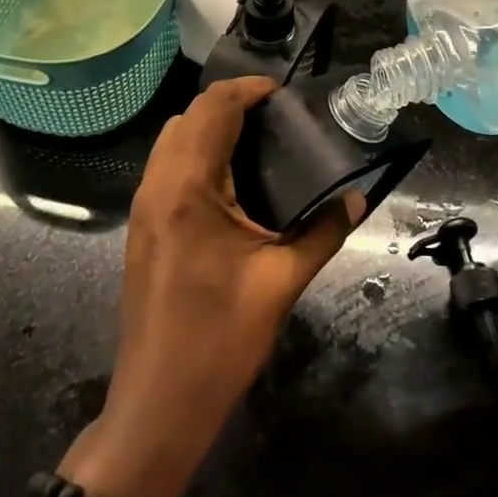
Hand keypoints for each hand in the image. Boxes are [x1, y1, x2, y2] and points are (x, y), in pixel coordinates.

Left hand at [64, 77, 362, 496]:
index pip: (213, 109)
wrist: (157, 406)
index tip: (283, 94)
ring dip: (209, 125)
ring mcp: (143, 206)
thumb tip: (357, 200)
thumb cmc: (219, 341)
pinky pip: (166, 164)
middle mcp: (157, 185)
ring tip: (256, 140)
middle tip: (276, 117)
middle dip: (230, 103)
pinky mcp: (141, 226)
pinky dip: (195, 151)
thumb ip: (322, 232)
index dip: (248, 90)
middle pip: (189, 115)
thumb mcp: (281, 283)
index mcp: (188, 189)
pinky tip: (229, 179)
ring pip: (172, 138)